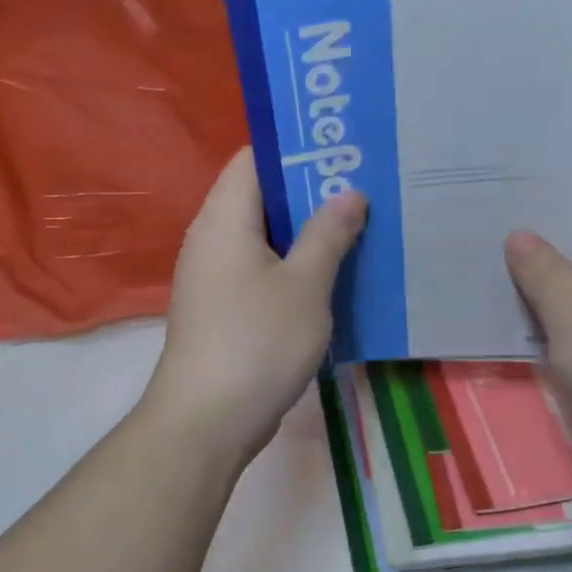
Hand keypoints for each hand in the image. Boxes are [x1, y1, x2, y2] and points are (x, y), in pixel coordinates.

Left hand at [145, 148, 366, 468]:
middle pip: (262, 197)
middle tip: (363, 187)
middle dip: (311, 192)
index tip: (343, 149)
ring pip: (265, 237)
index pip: (254, 159)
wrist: (207, 422)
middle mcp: (212, 239)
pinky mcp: (224, 309)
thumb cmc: (257, 342)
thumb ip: (329, 233)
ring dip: (307, 233)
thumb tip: (349, 193)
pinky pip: (262, 270)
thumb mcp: (305, 284)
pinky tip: (333, 275)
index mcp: (224, 219)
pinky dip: (294, 266)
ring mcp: (215, 277)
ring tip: (358, 226)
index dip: (296, 149)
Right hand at [504, 181, 571, 443]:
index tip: (504, 196)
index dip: (549, 189)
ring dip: (545, 276)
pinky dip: (561, 308)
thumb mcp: (570, 311)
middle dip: (537, 235)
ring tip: (493, 272)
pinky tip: (528, 320)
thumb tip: (519, 234)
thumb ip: (540, 269)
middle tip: (484, 234)